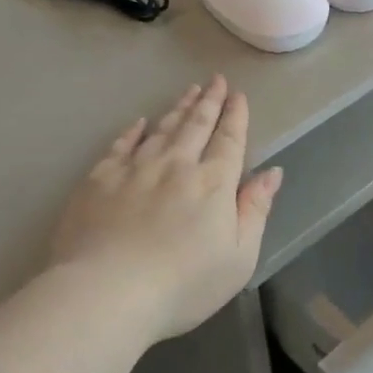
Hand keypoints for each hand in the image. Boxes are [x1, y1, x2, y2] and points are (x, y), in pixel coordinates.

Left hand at [49, 76, 281, 340]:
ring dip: (178, 108)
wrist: (107, 292)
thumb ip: (255, 210)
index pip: (229, 141)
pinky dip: (133, 131)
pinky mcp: (99, 180)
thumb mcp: (239, 257)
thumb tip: (272, 173)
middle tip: (215, 80)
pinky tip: (139, 122)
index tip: (238, 95)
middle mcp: (176, 165)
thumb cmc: (183, 284)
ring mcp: (135, 169)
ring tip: (189, 91)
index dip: (235, 117)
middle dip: (209, 101)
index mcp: (213, 184)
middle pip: (196, 126)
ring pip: (162, 129)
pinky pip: (120, 145)